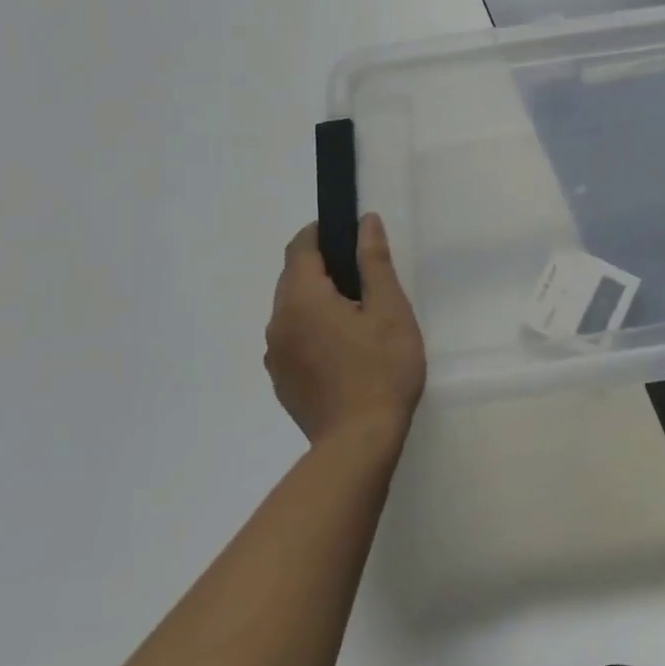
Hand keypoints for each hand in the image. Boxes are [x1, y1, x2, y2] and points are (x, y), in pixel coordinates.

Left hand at [265, 215, 425, 446]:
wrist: (358, 443)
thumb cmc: (381, 369)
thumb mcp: (390, 310)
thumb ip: (374, 262)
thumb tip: (365, 222)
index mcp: (302, 298)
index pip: (300, 247)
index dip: (321, 232)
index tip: (348, 234)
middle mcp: (278, 321)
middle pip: (293, 278)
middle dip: (322, 268)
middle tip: (362, 278)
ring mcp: (274, 354)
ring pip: (291, 310)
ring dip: (316, 301)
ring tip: (356, 317)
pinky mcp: (281, 380)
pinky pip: (292, 339)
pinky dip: (312, 331)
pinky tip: (342, 351)